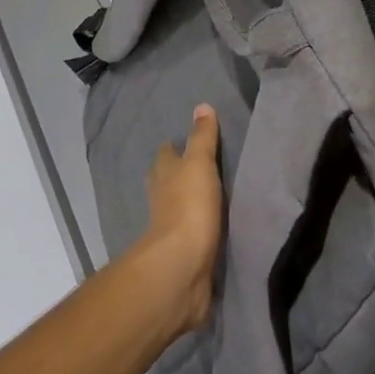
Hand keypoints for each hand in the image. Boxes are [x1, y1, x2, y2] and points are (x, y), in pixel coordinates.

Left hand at [138, 106, 222, 337]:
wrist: (182, 268)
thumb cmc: (189, 207)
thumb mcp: (199, 164)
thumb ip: (202, 137)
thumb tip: (202, 105)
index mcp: (163, 173)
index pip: (167, 152)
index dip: (175, 146)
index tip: (189, 141)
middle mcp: (161, 197)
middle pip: (168, 179)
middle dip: (180, 173)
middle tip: (201, 166)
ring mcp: (169, 227)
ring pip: (177, 207)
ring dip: (188, 202)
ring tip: (211, 196)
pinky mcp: (182, 254)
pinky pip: (191, 234)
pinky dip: (198, 229)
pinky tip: (212, 229)